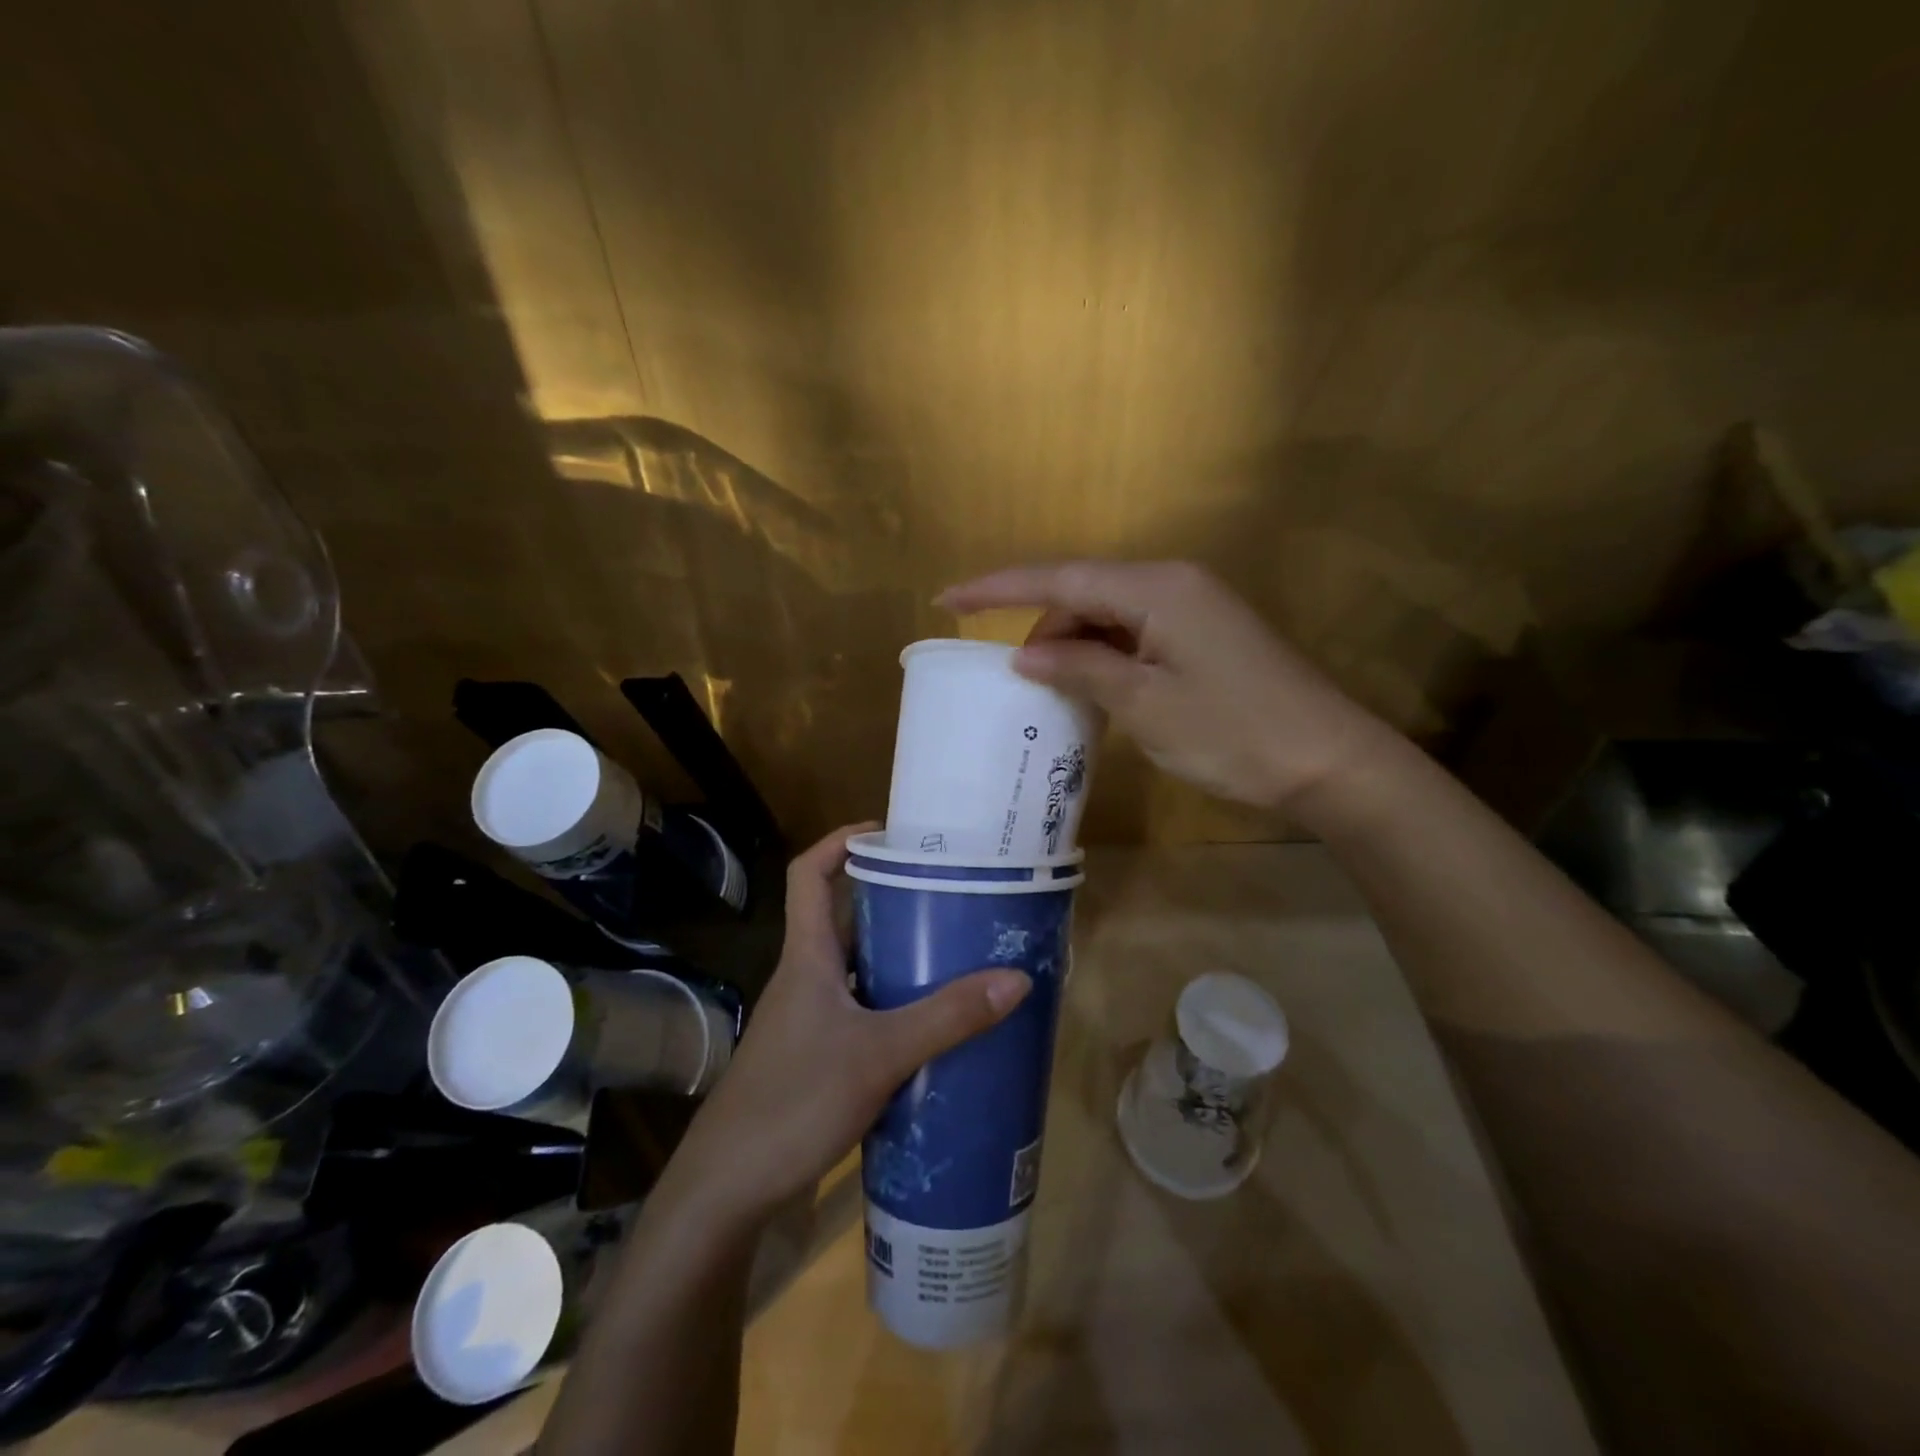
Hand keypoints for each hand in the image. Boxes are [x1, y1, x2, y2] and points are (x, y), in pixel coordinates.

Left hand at [662, 825, 1030, 1228]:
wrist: (728, 1189)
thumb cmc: (794, 1101)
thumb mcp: (879, 1055)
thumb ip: (947, 1018)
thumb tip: (1016, 979)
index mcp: (808, 956)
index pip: (809, 874)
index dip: (841, 842)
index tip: (889, 833)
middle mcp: (806, 977)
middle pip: (844, 918)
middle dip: (891, 900)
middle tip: (948, 894)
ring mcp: (809, 1019)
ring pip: (857, 968)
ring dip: (898, 956)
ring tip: (954, 952)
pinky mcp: (817, 1056)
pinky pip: (862, 1010)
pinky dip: (895, 1005)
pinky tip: (933, 1025)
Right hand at [938, 561, 1402, 814]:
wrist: (1328, 761)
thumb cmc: (1232, 731)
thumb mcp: (1143, 703)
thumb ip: (1080, 667)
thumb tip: (1026, 654)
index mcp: (1156, 588)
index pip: (1060, 578)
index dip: (998, 589)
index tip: (946, 598)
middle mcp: (1173, 584)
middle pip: (1085, 594)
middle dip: (1043, 629)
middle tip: (1013, 679)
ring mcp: (1193, 609)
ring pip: (1110, 616)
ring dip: (1074, 646)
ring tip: (1049, 691)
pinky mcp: (1204, 637)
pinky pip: (1136, 635)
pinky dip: (1106, 658)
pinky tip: (1092, 689)